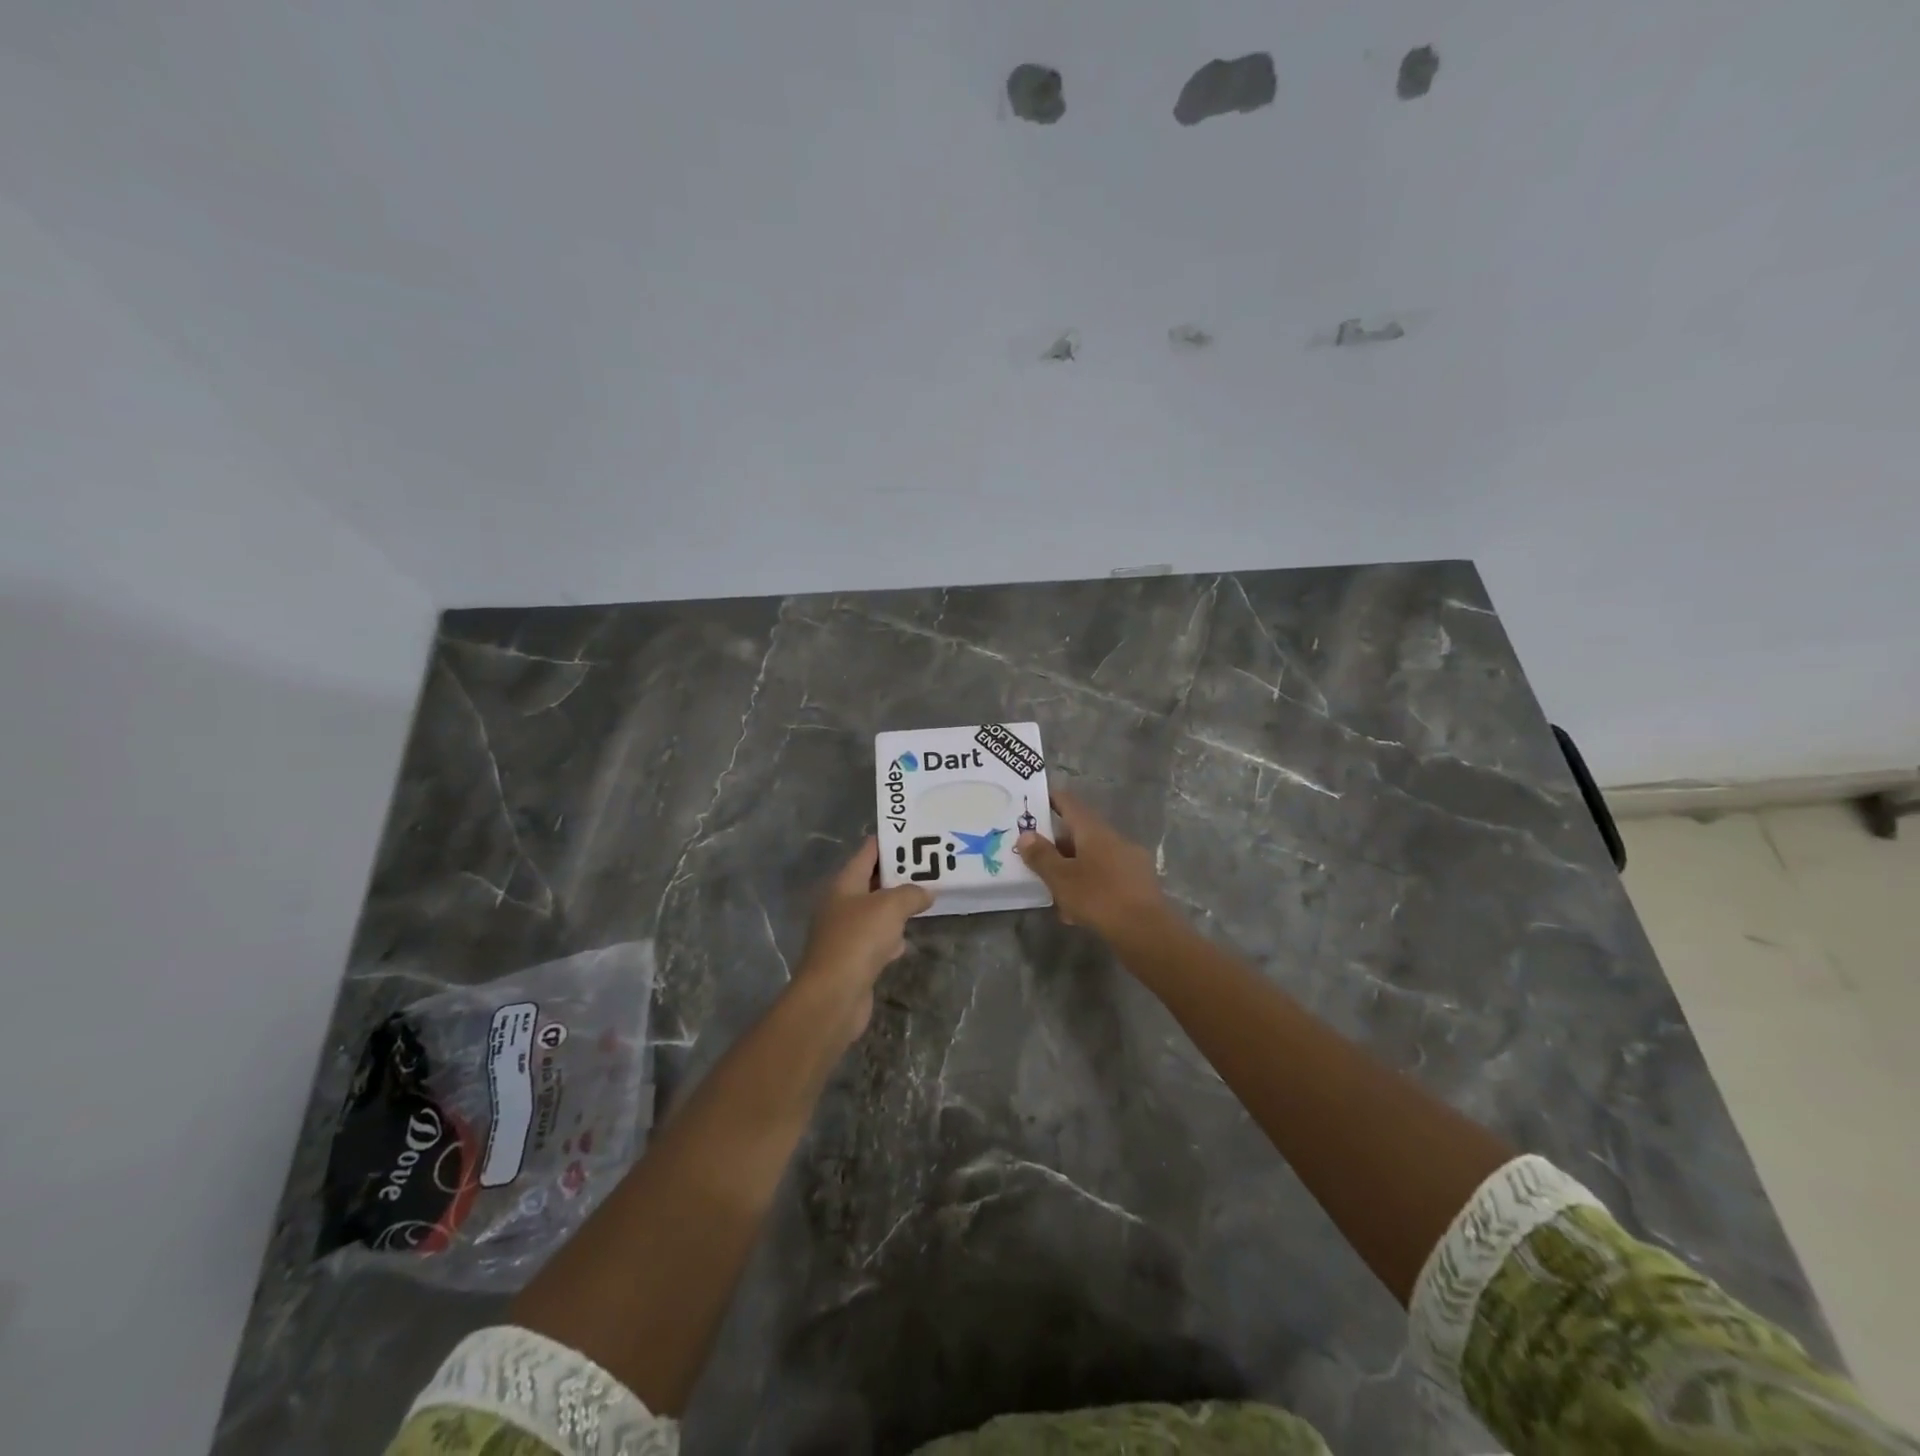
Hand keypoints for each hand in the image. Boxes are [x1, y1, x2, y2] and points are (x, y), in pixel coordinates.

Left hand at [794, 839, 931, 1038]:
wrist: (833, 995)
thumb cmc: (858, 940)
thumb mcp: (890, 906)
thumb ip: (911, 893)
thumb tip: (926, 892)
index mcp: (844, 884)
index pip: (867, 853)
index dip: (889, 842)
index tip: (914, 835)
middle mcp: (841, 904)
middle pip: (872, 882)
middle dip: (899, 876)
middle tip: (930, 868)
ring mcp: (845, 933)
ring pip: (876, 912)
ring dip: (896, 908)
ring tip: (925, 899)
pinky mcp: (853, 959)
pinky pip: (876, 940)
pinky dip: (891, 939)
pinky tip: (905, 942)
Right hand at [1016, 789, 1169, 939]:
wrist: (1146, 931)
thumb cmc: (1098, 897)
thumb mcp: (1061, 878)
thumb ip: (1041, 856)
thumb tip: (1026, 835)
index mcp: (1094, 830)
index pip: (1070, 803)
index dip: (1052, 800)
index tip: (1034, 802)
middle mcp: (1114, 839)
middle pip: (1081, 833)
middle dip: (1058, 844)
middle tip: (1036, 857)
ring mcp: (1130, 861)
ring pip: (1093, 858)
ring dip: (1073, 869)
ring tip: (1054, 891)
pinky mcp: (1138, 884)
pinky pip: (1106, 877)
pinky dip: (1089, 886)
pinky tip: (1077, 911)